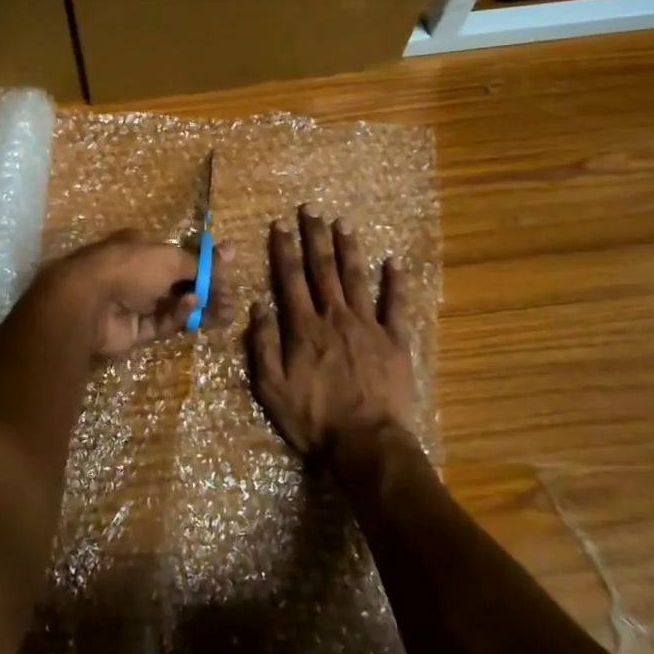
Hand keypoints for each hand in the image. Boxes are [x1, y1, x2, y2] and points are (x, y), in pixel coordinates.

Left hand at [36, 230, 236, 359]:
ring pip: (175, 306)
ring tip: (226, 309)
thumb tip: (231, 250)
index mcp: (143, 248)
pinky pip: (162, 322)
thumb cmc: (129, 267)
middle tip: (232, 298)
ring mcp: (136, 303)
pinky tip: (192, 306)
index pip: (180, 255)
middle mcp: (139, 273)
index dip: (205, 263)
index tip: (229, 269)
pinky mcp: (135, 330)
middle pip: (180, 283)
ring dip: (199, 306)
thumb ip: (200, 263)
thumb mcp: (171, 258)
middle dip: (207, 289)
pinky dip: (178, 315)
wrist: (87, 303)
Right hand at [247, 205, 416, 467]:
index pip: (291, 279)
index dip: (284, 249)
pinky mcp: (395, 340)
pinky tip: (394, 261)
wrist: (366, 444)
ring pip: (356, 278)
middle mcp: (335, 317)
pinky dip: (396, 282)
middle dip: (315, 237)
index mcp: (305, 328)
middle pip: (323, 270)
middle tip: (311, 209)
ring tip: (343, 223)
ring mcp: (368, 326)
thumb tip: (258, 306)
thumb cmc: (314, 419)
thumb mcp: (272, 388)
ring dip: (348, 249)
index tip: (280, 224)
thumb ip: (264, 345)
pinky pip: (396, 305)